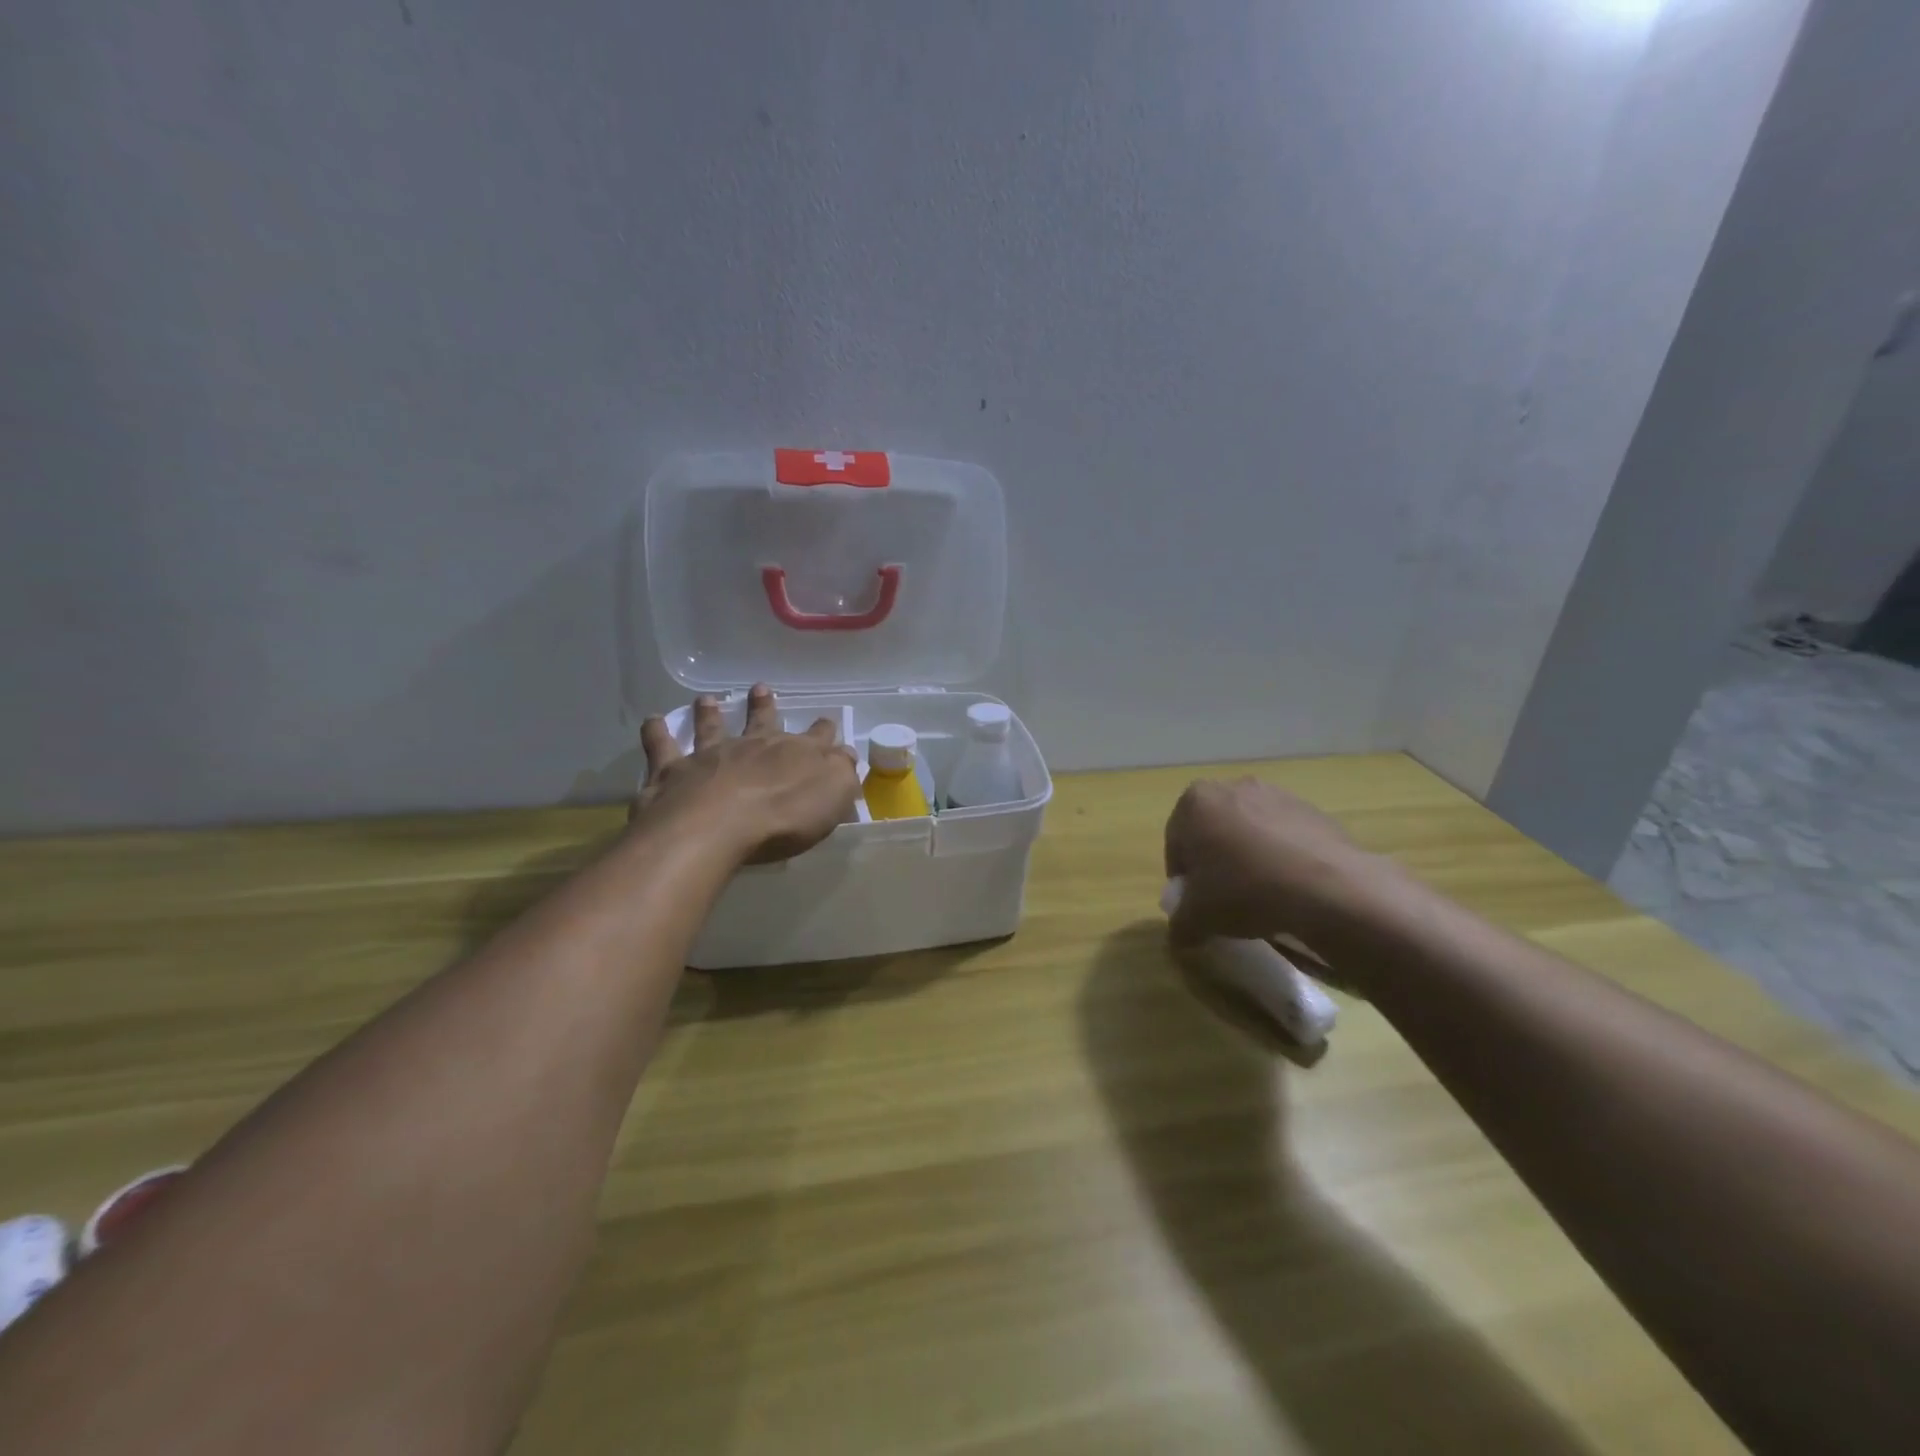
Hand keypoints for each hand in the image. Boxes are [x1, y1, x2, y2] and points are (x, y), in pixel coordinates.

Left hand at [635, 685, 858, 863]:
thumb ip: (842, 773)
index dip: (824, 731)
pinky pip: (661, 746)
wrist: (716, 826)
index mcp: (796, 754)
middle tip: (761, 689)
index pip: (818, 737)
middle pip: (762, 721)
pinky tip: (652, 721)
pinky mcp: (672, 771)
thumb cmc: (783, 817)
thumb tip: (845, 755)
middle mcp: (753, 746)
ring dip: (710, 713)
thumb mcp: (832, 796)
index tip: (827, 724)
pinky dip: (656, 732)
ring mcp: (710, 755)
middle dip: (764, 706)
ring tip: (706, 700)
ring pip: (711, 727)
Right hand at [1164, 777, 1405, 954]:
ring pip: (1249, 833)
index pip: (1175, 844)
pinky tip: (1291, 889)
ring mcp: (1275, 794)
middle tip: (1225, 899)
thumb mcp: (1198, 918)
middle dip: (1215, 862)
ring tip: (1263, 897)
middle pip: (1213, 832)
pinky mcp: (1312, 810)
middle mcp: (1231, 787)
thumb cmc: (1245, 890)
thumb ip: (1180, 923)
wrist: (1329, 888)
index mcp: (1195, 802)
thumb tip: (1182, 933)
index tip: (1195, 904)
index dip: (1183, 878)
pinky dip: (1282, 858)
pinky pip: (1284, 838)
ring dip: (1249, 859)